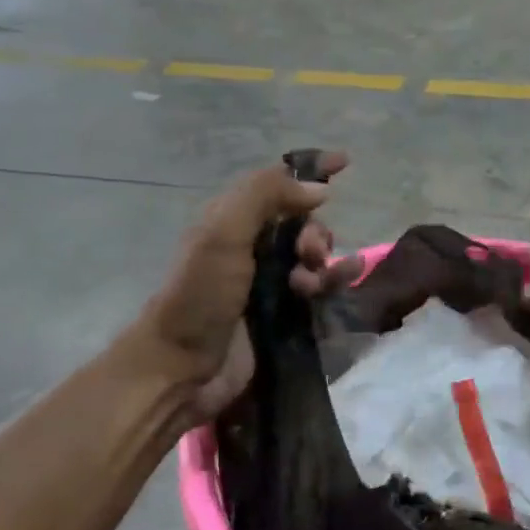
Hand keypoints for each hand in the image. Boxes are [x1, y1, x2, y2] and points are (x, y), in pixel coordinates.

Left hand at [138, 153, 360, 421]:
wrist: (184, 367)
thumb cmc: (200, 295)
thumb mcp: (223, 233)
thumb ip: (266, 197)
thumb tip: (318, 188)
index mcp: (233, 220)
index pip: (276, 184)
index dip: (308, 171)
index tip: (344, 163)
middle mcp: (253, 246)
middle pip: (303, 223)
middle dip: (315, 233)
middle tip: (308, 254)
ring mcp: (270, 282)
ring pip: (315, 257)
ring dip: (325, 262)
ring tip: (314, 282)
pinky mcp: (286, 314)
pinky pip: (320, 288)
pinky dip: (332, 283)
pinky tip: (337, 287)